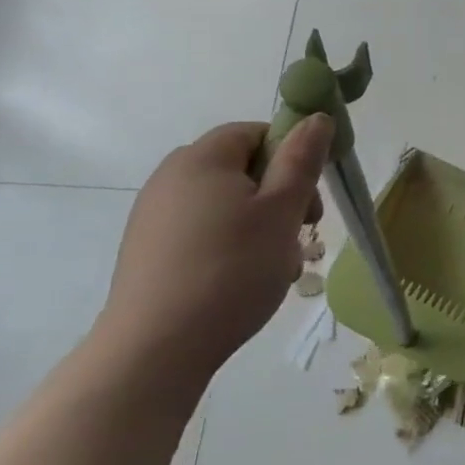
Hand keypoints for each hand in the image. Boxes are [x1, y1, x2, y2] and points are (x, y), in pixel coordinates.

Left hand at [95, 116, 333, 382]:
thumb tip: (315, 117)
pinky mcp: (149, 251)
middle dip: (280, 196)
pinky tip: (243, 281)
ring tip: (276, 266)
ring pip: (227, 205)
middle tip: (302, 233)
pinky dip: (232, 246)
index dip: (291, 156)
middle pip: (242, 169)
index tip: (308, 197)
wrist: (156, 347)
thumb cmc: (231, 269)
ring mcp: (155, 216)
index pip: (256, 132)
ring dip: (261, 226)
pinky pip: (204, 232)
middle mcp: (171, 177)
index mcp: (202, 158)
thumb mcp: (282, 211)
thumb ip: (301, 160)